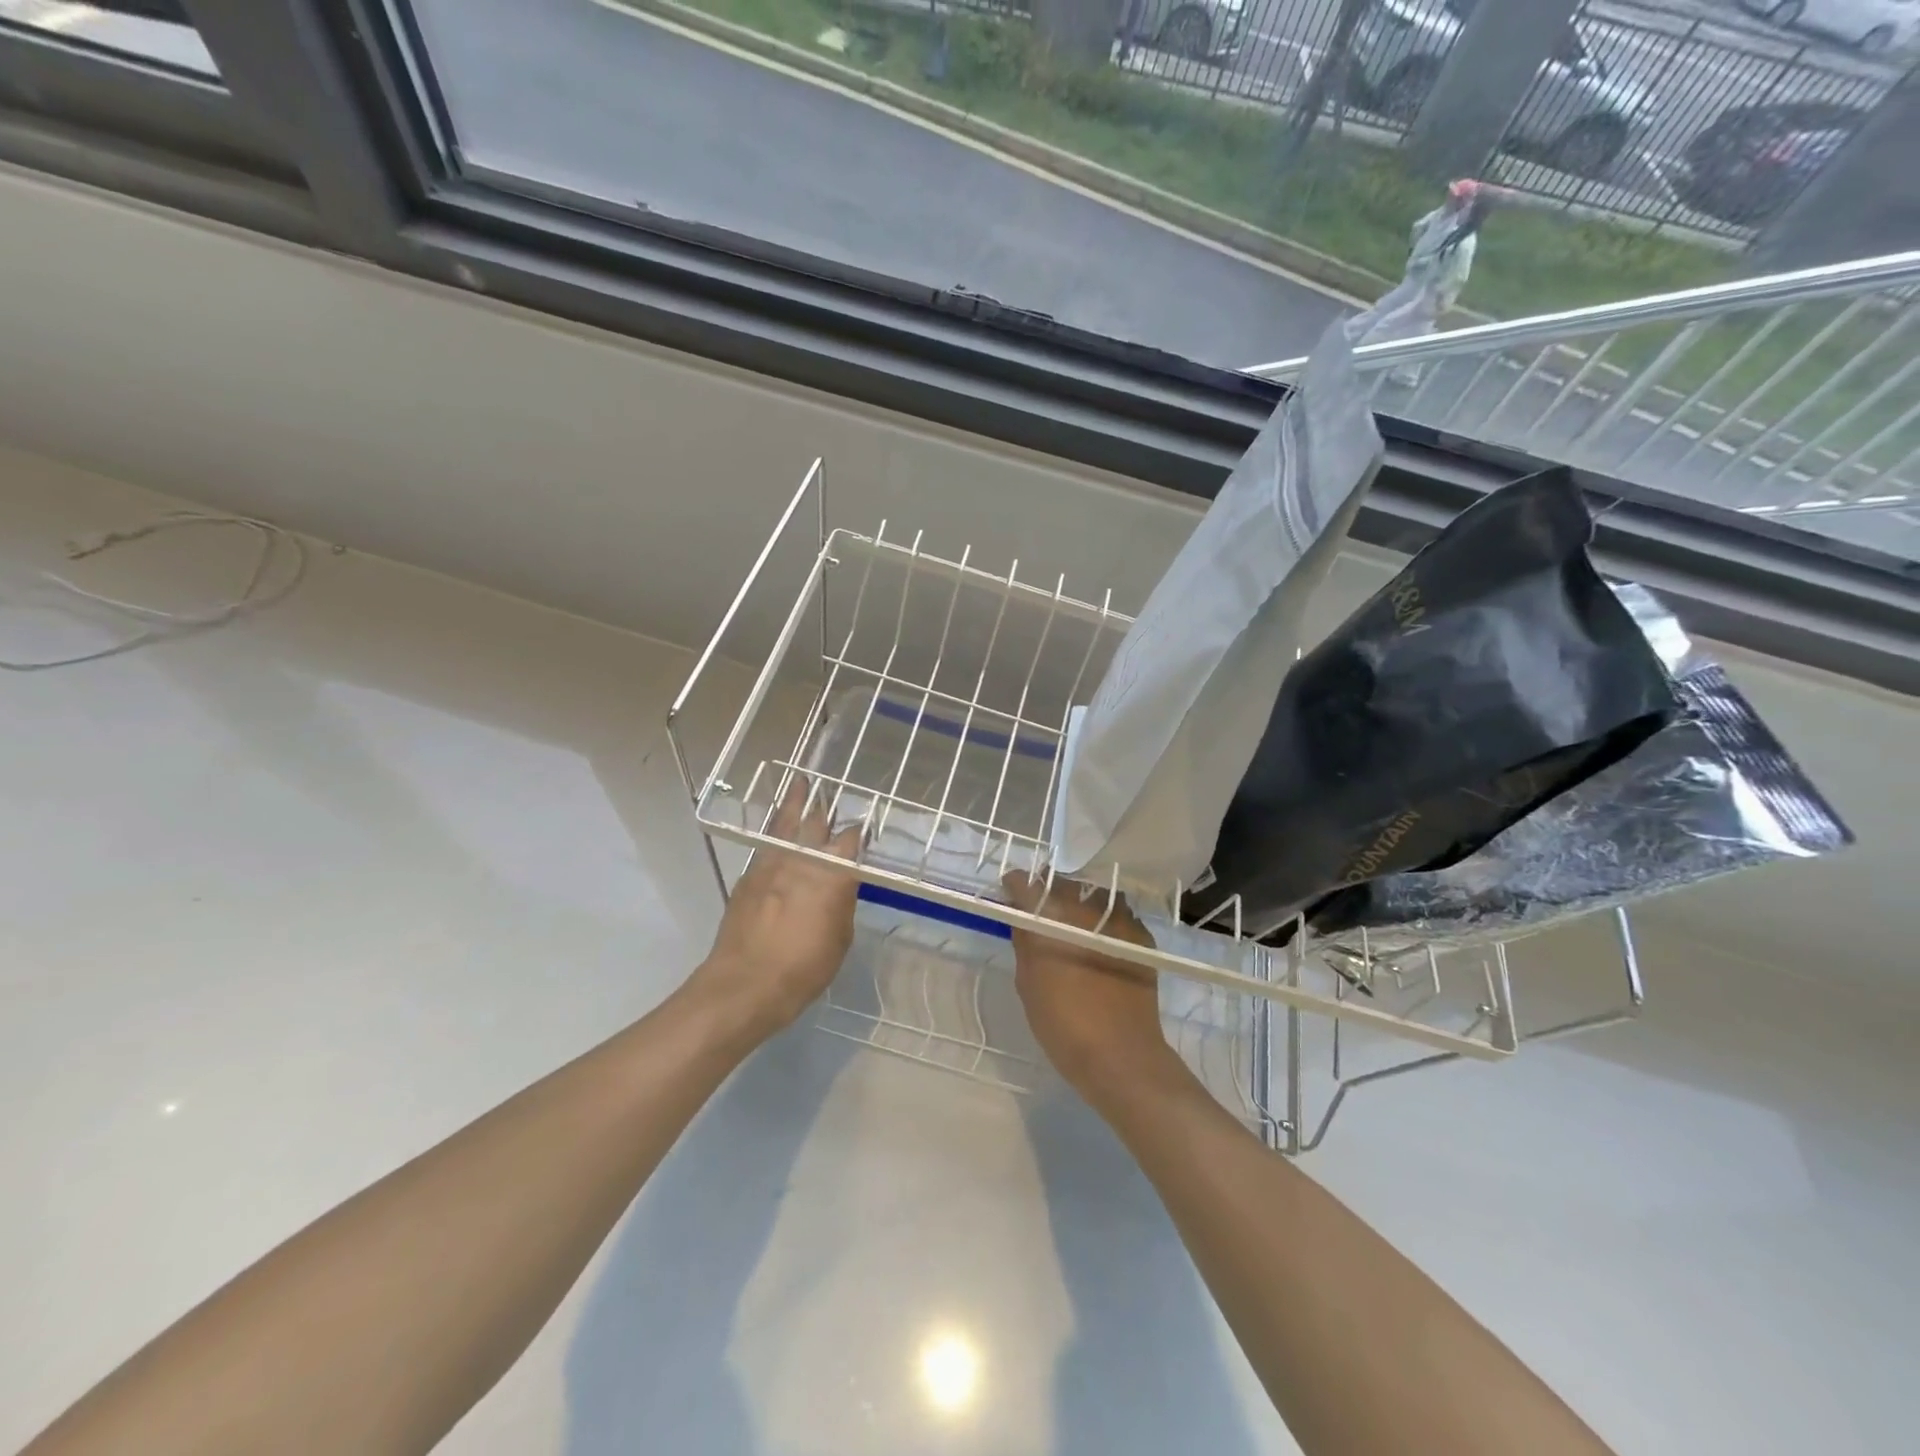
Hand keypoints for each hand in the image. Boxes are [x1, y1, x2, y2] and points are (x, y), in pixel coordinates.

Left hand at [694, 779, 861, 1043]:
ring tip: (800, 782)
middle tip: (830, 791)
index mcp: (832, 874)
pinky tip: (777, 827)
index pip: (851, 840)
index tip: (864, 827)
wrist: (744, 984)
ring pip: (785, 824)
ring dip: (795, 803)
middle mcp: (802, 860)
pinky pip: (765, 842)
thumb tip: (840, 885)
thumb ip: (841, 903)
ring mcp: (771, 864)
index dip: (860, 831)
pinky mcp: (748, 875)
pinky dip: (774, 829)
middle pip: (816, 822)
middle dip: (826, 807)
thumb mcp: (839, 939)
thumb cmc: (803, 968)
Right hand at [1001, 871, 1189, 1109]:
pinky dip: (1106, 921)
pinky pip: (1120, 915)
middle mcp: (1087, 910)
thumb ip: (1025, 942)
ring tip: (1074, 922)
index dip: (1016, 885)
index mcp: (1053, 920)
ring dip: (1081, 902)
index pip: (1028, 885)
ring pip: (1095, 895)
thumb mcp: (1028, 984)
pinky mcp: (1142, 938)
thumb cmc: (1063, 1023)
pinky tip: (1101, 941)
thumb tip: (1022, 917)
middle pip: (1064, 884)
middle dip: (1049, 890)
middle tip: (1041, 910)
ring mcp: (1120, 921)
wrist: (1122, 1056)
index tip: (1010, 890)